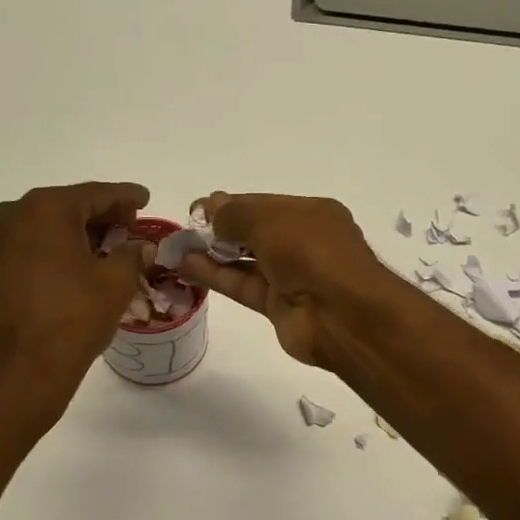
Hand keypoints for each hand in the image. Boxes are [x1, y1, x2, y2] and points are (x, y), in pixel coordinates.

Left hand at [0, 181, 150, 419]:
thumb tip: (141, 247)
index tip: (145, 197)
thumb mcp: (115, 282)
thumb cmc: (73, 318)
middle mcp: (15, 216)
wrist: (21, 370)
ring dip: (80, 236)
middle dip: (102, 216)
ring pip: (50, 229)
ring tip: (111, 248)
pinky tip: (81, 268)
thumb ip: (132, 254)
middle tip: (131, 225)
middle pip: (69, 207)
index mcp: (46, 209)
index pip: (96, 194)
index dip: (126, 196)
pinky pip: (35, 249)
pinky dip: (60, 252)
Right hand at [177, 191, 389, 366]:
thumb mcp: (271, 220)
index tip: (198, 208)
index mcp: (311, 214)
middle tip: (184, 229)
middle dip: (220, 229)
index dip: (231, 205)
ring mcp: (291, 276)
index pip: (264, 204)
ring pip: (245, 261)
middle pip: (254, 232)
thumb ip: (236, 215)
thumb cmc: (312, 253)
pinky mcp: (278, 306)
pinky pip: (243, 285)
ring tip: (177, 248)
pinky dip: (217, 276)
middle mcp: (303, 242)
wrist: (342, 316)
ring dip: (212, 254)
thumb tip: (211, 207)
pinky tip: (187, 267)